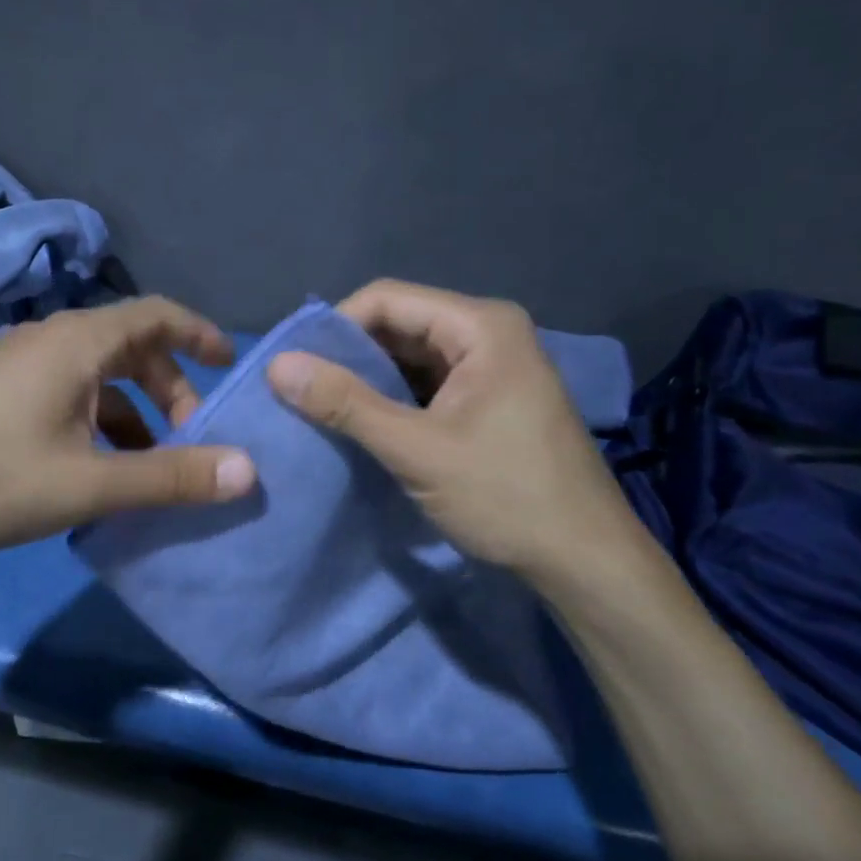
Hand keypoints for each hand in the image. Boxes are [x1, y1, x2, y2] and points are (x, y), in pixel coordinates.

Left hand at [0, 297, 256, 555]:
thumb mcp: (88, 484)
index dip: (199, 334)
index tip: (230, 365)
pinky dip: (96, 421)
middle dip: (169, 389)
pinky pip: (66, 393)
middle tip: (191, 437)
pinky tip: (94, 468)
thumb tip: (248, 470)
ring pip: (96, 376)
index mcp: (76, 343)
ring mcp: (16, 365)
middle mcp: (49, 340)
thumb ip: (169, 477)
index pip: (156, 315)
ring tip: (148, 465)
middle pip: (129, 348)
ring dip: (132, 412)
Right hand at [265, 279, 642, 581]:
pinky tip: (364, 425)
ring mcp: (493, 367)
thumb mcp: (416, 449)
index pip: (387, 299)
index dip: (334, 327)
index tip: (295, 368)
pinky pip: (428, 384)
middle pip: (399, 324)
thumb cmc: (506, 496)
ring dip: (368, 380)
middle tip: (301, 392)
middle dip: (349, 356)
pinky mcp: (490, 399)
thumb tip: (276, 366)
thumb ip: (345, 404)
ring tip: (322, 409)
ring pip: (410, 356)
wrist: (584, 561)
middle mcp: (488, 333)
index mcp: (481, 326)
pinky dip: (393, 400)